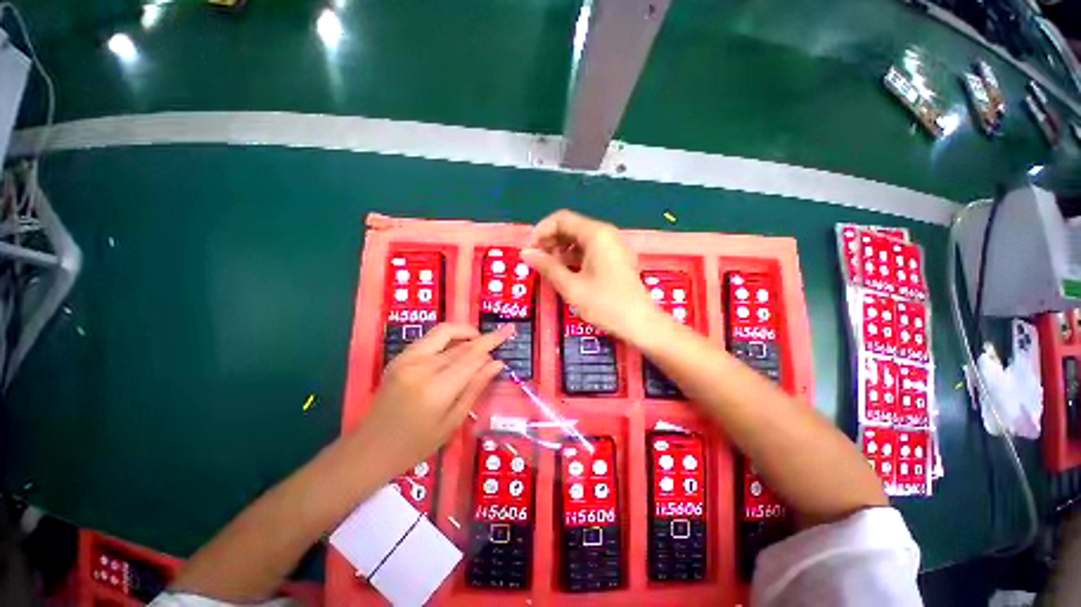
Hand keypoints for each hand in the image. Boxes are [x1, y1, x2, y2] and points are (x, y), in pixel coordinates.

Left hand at [352, 323, 512, 479]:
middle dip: (482, 339)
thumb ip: (475, 388)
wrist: (370, 448)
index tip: (508, 330)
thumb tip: (497, 364)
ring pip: (443, 333)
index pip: (472, 356)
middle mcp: (422, 367)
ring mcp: (407, 359)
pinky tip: (456, 348)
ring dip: (464, 332)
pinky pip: (429, 338)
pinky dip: (447, 338)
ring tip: (478, 342)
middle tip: (498, 338)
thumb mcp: (452, 422)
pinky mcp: (399, 358)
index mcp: (437, 389)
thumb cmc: (416, 445)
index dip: (492, 341)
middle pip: (460, 344)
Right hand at [521, 210, 662, 343]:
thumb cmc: (605, 304)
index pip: (561, 219)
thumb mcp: (571, 286)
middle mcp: (606, 234)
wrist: (641, 324)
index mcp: (596, 234)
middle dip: (549, 241)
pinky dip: (574, 257)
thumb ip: (547, 266)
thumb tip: (525, 253)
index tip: (528, 250)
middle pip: (571, 227)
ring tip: (547, 267)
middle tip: (535, 260)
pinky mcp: (615, 259)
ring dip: (560, 250)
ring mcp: (613, 246)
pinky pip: (589, 250)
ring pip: (579, 239)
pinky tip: (564, 271)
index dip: (540, 231)